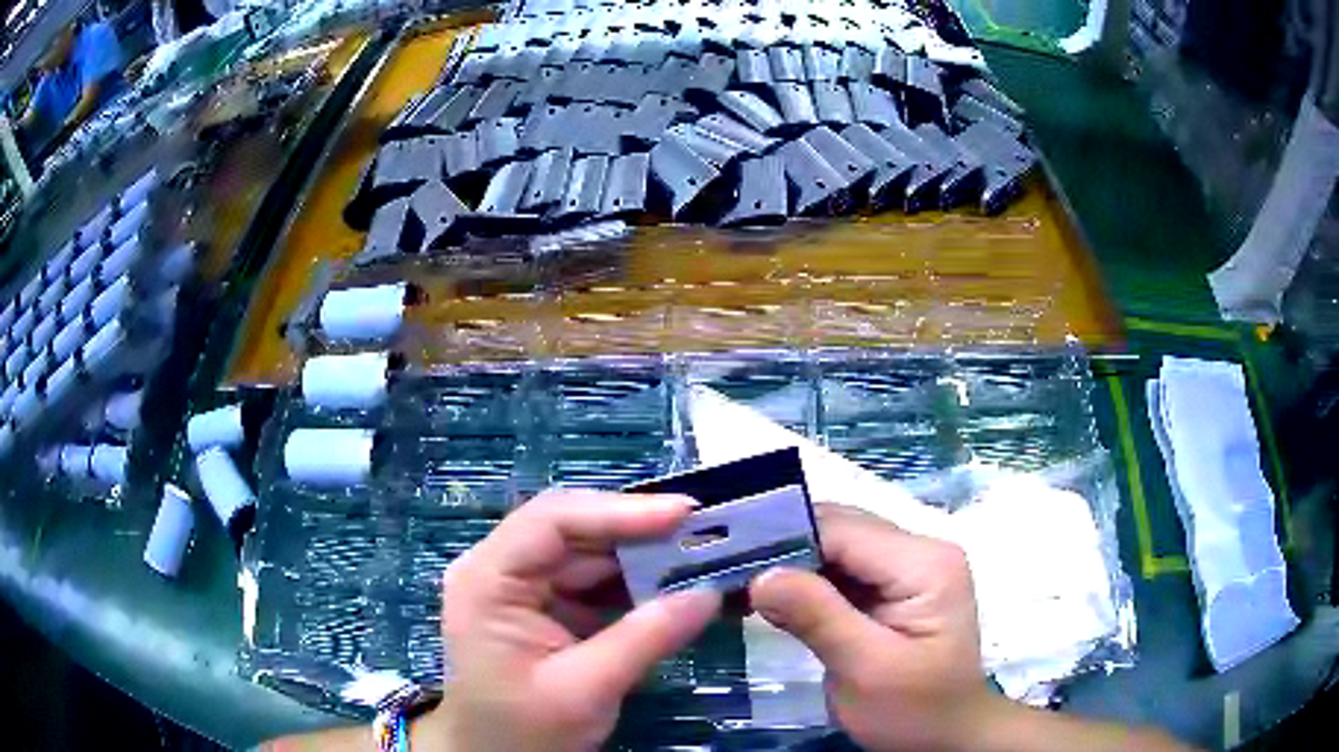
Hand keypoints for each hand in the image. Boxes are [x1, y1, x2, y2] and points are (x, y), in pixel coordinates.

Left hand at [431, 490, 721, 751]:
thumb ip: (646, 638)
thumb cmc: (524, 729)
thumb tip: (710, 594)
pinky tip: (674, 583)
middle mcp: (500, 569)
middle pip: (573, 529)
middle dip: (639, 530)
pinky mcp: (544, 605)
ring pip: (589, 551)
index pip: (552, 521)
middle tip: (705, 530)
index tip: (682, 514)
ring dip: (643, 554)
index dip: (619, 511)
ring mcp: (522, 586)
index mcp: (487, 580)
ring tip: (700, 552)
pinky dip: (635, 581)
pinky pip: (594, 580)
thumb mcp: (585, 690)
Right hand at [749, 504, 993, 750]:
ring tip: (733, 584)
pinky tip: (766, 598)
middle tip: (720, 572)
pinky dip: (802, 584)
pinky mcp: (892, 589)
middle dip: (780, 550)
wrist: (945, 738)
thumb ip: (818, 617)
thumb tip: (760, 575)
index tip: (726, 558)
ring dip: (787, 566)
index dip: (784, 537)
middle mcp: (918, 552)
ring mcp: (906, 569)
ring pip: (834, 549)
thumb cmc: (914, 711)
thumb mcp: (866, 669)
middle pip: (838, 532)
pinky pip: (840, 573)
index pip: (844, 530)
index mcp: (924, 563)